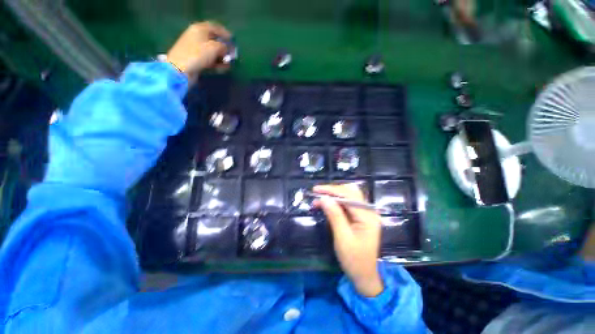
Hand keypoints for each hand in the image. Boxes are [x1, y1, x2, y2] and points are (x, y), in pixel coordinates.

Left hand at [166, 21, 231, 80]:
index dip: (226, 33)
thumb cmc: (197, 54)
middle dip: (224, 48)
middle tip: (232, 55)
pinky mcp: (196, 59)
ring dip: (222, 57)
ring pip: (212, 51)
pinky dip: (216, 63)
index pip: (215, 27)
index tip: (234, 41)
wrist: (180, 69)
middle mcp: (197, 36)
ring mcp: (196, 48)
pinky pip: (209, 59)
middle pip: (214, 40)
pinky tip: (223, 68)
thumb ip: (224, 47)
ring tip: (229, 64)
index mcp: (200, 29)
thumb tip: (227, 49)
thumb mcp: (214, 48)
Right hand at [313, 184, 383, 296]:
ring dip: (334, 195)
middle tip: (317, 194)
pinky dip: (336, 202)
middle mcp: (369, 211)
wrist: (364, 276)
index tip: (316, 190)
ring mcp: (366, 214)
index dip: (331, 190)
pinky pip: (348, 204)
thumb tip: (324, 198)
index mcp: (368, 216)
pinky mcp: (361, 217)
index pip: (349, 196)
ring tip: (319, 199)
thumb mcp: (342, 238)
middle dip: (332, 191)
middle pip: (350, 192)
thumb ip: (335, 216)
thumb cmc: (354, 260)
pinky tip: (327, 204)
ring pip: (349, 196)